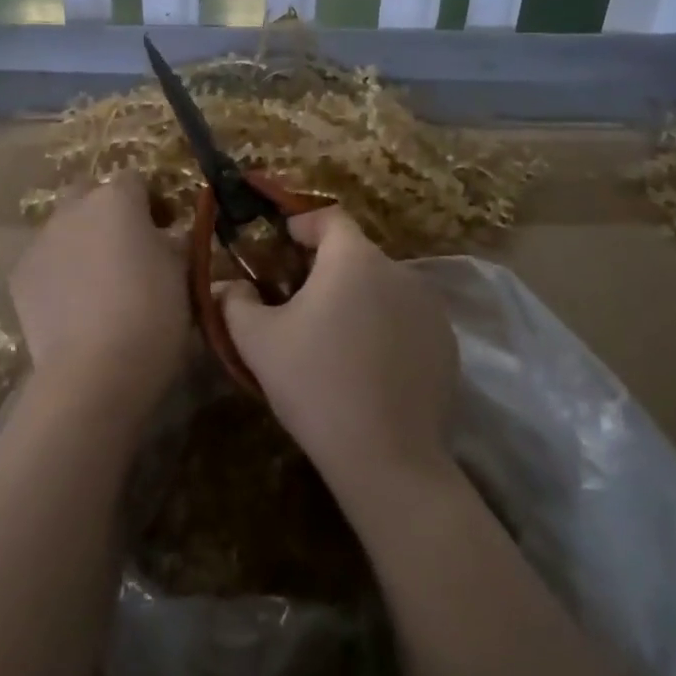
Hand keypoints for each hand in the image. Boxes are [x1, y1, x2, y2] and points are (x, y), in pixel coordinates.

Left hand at [10, 173, 188, 426]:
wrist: (95, 369)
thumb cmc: (153, 312)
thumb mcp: (183, 272)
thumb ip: (175, 242)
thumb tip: (170, 236)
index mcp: (117, 199)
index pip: (136, 180)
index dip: (151, 201)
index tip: (165, 228)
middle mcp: (73, 209)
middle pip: (89, 193)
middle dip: (106, 210)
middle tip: (127, 246)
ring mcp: (41, 241)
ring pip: (63, 227)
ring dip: (81, 241)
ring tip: (99, 282)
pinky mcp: (19, 276)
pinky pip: (44, 261)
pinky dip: (59, 273)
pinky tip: (74, 305)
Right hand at [218, 208, 457, 500]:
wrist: (387, 457)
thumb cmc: (315, 384)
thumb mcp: (257, 341)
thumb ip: (234, 301)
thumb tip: (227, 286)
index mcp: (354, 259)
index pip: (330, 217)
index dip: (303, 222)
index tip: (283, 239)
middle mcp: (400, 271)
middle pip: (357, 254)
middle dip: (326, 267)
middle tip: (297, 297)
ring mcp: (430, 308)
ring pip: (383, 287)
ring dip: (357, 298)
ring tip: (332, 336)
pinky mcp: (447, 344)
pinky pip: (407, 319)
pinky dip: (385, 327)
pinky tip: (366, 365)